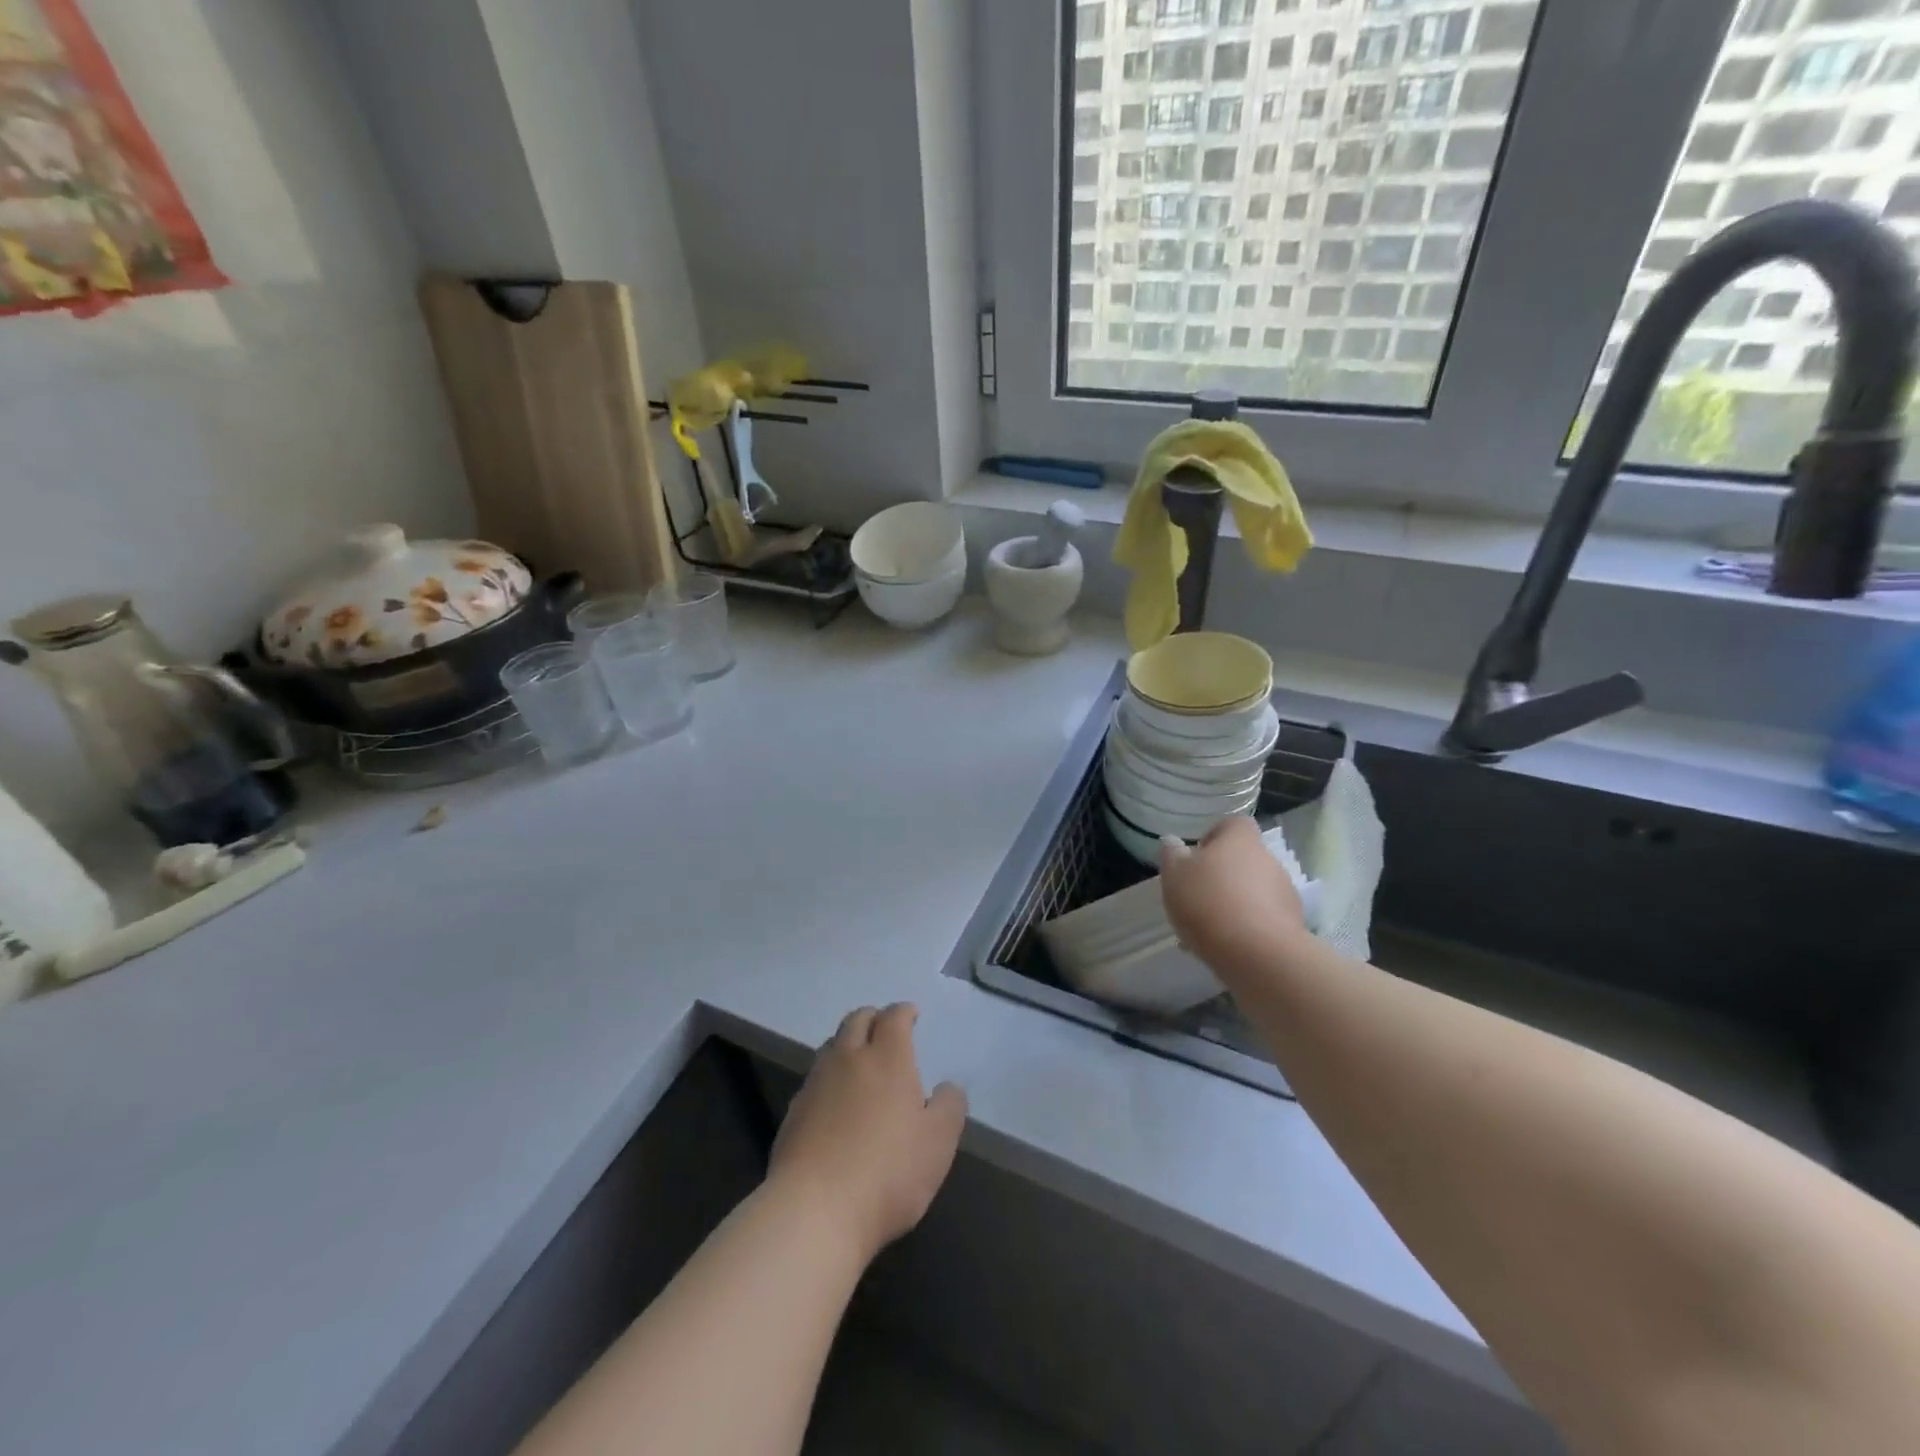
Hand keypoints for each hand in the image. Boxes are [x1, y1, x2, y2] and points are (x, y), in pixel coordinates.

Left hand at [768, 1003, 966, 1261]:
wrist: (814, 1211)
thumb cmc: (888, 1172)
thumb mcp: (938, 1143)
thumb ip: (949, 1107)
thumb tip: (948, 1086)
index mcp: (887, 1058)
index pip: (894, 1017)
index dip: (904, 1012)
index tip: (912, 1014)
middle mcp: (849, 1059)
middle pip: (857, 1020)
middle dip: (873, 1018)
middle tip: (884, 1029)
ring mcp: (816, 1084)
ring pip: (831, 1046)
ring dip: (847, 1044)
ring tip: (858, 1061)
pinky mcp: (793, 1112)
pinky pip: (814, 1079)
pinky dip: (829, 1077)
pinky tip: (834, 1102)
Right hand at [1159, 816, 1307, 974]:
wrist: (1258, 955)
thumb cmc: (1209, 902)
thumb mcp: (1175, 876)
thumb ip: (1172, 856)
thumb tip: (1173, 842)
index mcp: (1241, 840)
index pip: (1233, 824)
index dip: (1214, 836)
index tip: (1196, 857)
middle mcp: (1268, 860)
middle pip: (1244, 859)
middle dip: (1223, 875)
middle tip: (1197, 896)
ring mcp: (1285, 894)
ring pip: (1254, 891)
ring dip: (1235, 903)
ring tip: (1207, 929)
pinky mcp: (1292, 926)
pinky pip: (1263, 920)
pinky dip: (1246, 928)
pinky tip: (1225, 947)